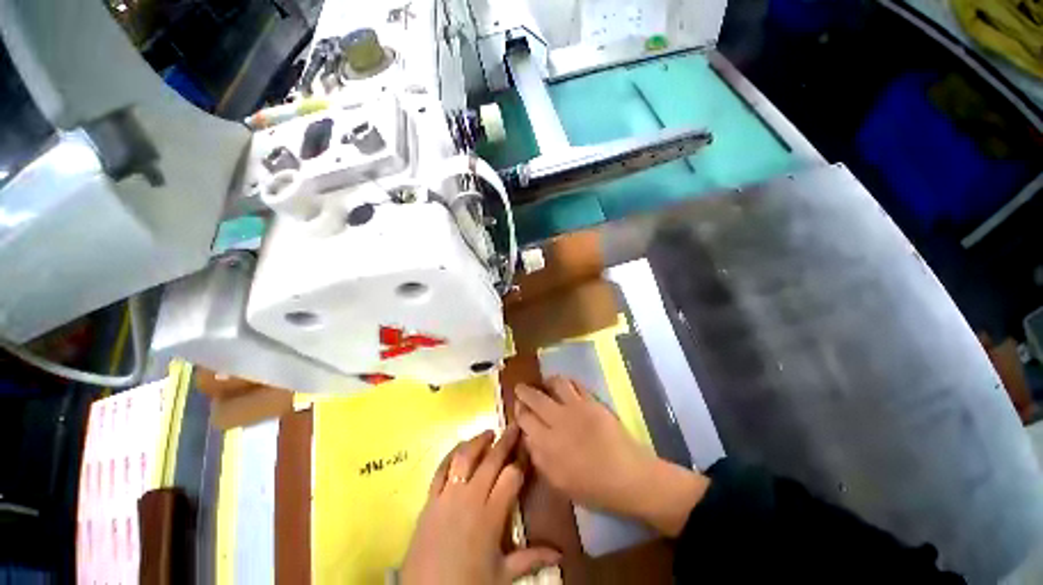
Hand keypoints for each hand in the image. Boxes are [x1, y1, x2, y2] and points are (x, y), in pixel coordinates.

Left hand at [401, 426, 560, 584]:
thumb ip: (531, 558)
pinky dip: (451, 454)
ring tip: (489, 432)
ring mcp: (448, 496)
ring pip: (465, 458)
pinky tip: (459, 447)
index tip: (528, 448)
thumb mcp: (503, 575)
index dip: (521, 460)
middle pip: (491, 460)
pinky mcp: (430, 500)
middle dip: (505, 441)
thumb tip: (561, 554)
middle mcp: (471, 497)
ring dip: (478, 442)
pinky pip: (440, 469)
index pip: (512, 476)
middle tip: (515, 426)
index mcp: (491, 515)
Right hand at [515, 377, 708, 536]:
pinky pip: (574, 384)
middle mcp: (557, 420)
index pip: (524, 419)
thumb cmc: (593, 487)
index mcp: (547, 444)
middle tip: (520, 388)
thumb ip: (540, 458)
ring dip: (546, 381)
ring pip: (554, 384)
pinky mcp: (591, 401)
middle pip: (534, 398)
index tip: (517, 407)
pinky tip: (565, 384)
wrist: (628, 477)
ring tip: (544, 383)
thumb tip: (529, 438)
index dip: (519, 410)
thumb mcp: (559, 482)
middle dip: (524, 391)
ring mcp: (575, 408)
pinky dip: (566, 381)